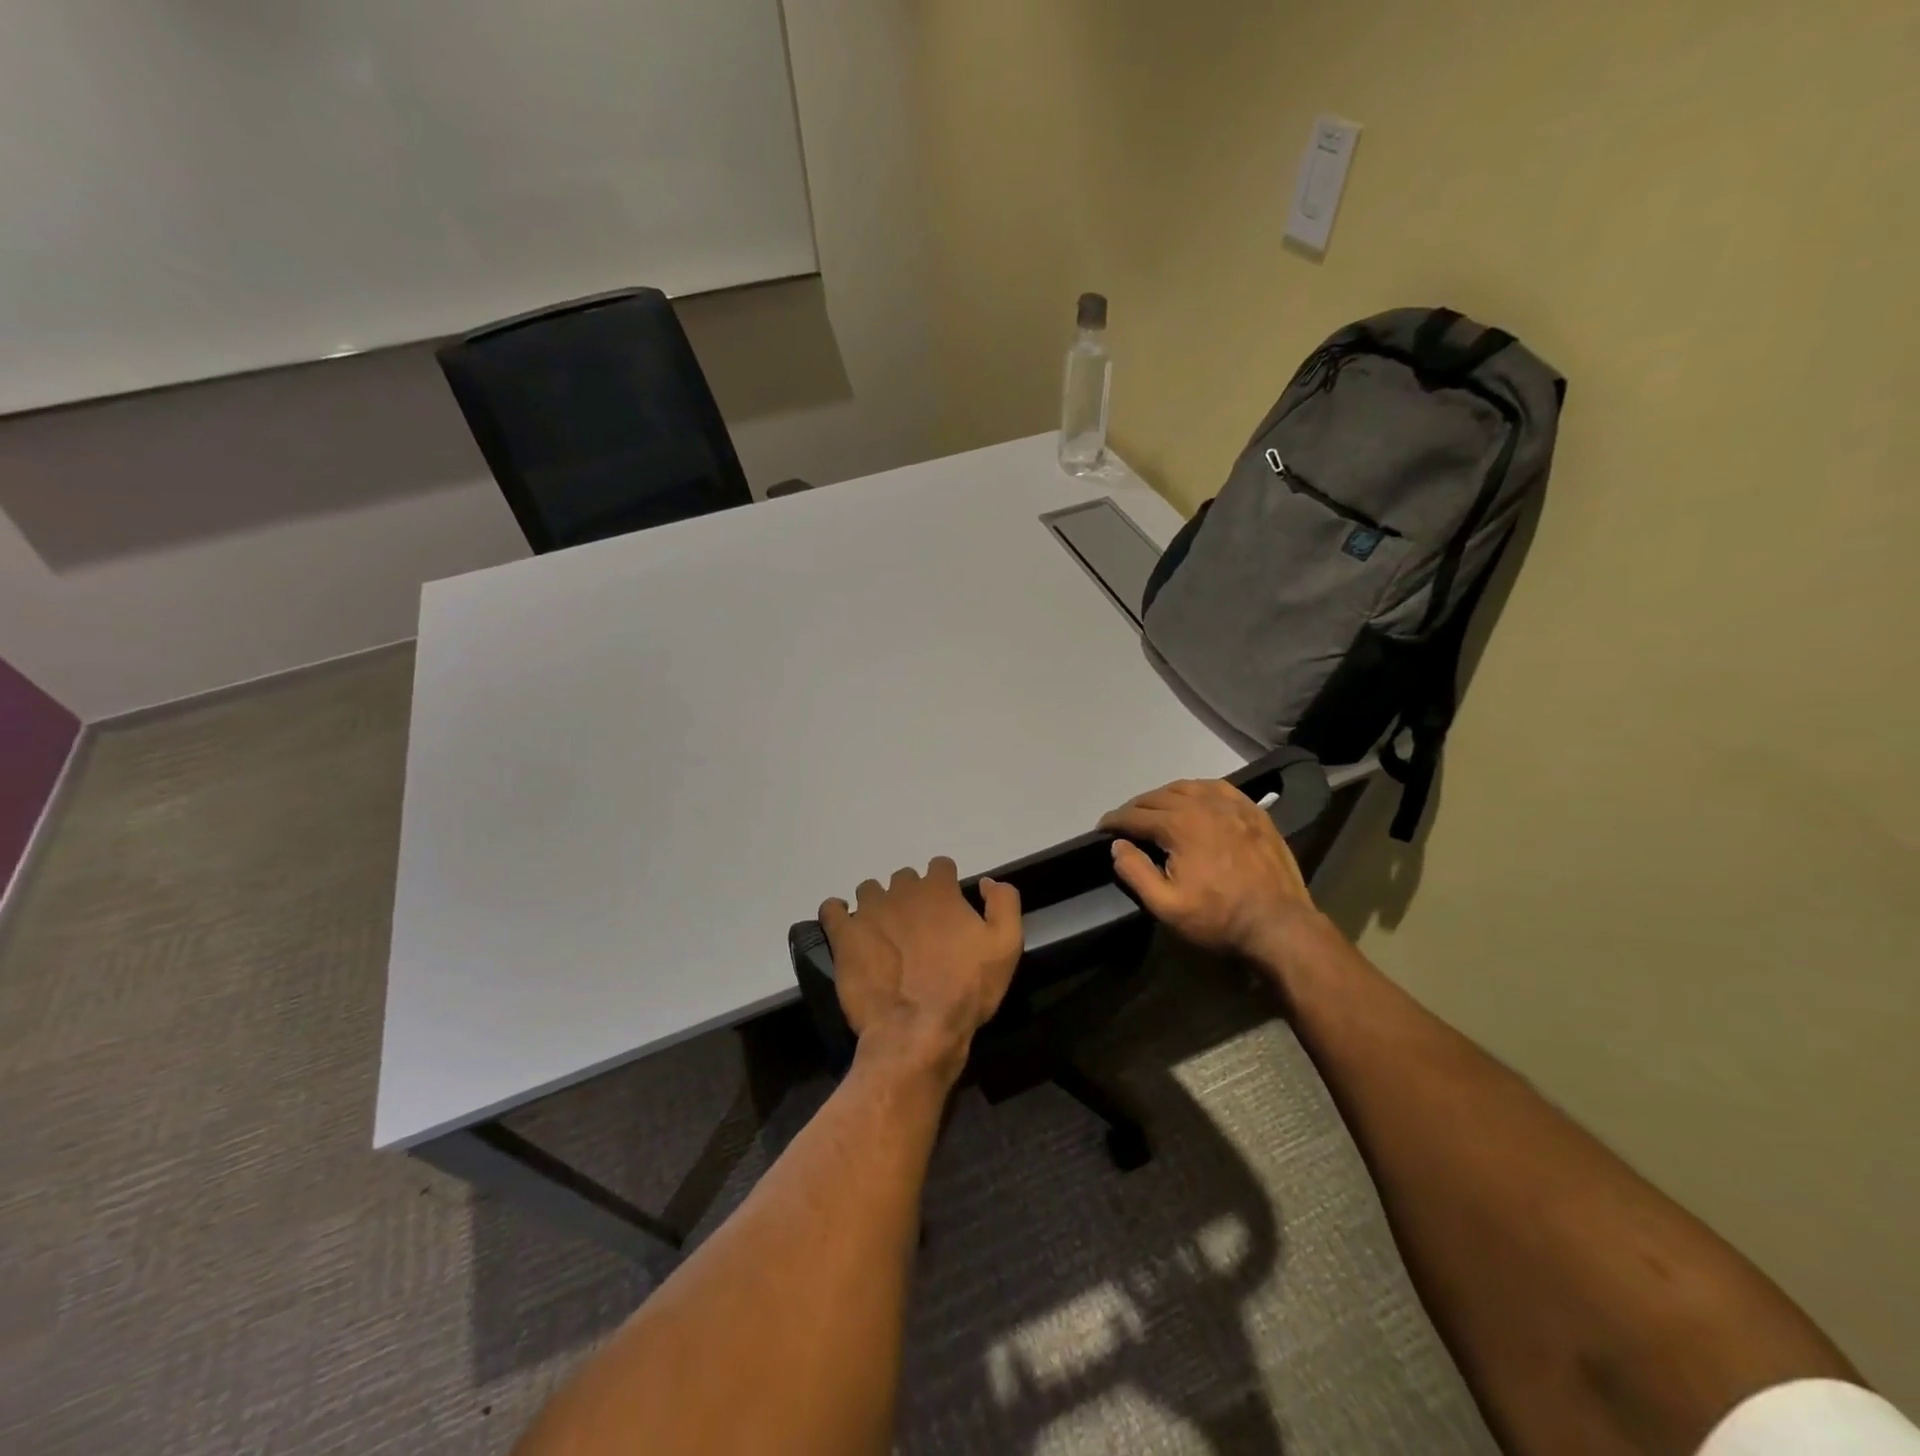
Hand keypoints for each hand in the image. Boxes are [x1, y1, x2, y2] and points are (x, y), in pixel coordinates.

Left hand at [819, 859, 1021, 1082]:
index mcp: (939, 890)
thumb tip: (986, 883)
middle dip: (911, 896)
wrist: (918, 1030)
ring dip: (877, 905)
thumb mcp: (1006, 945)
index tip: (947, 909)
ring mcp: (869, 911)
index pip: (940, 866)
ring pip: (869, 891)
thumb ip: (1003, 902)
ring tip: (883, 934)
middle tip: (917, 929)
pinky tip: (847, 930)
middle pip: (904, 878)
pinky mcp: (844, 936)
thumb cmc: (967, 989)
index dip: (945, 884)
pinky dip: (838, 914)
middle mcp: (901, 892)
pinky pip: (832, 910)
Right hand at [1098, 778, 1319, 964]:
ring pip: (1186, 787)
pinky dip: (1197, 790)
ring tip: (1154, 810)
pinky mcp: (1253, 811)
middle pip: (1158, 797)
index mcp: (1179, 825)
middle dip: (1135, 808)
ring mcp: (1232, 805)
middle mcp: (1203, 805)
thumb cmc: (1218, 918)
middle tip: (1124, 823)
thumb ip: (1136, 872)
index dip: (1114, 821)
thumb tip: (1118, 845)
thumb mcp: (1166, 905)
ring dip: (1163, 796)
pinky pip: (1217, 787)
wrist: (1279, 925)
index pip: (1135, 815)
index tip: (1102, 828)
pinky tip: (1194, 800)